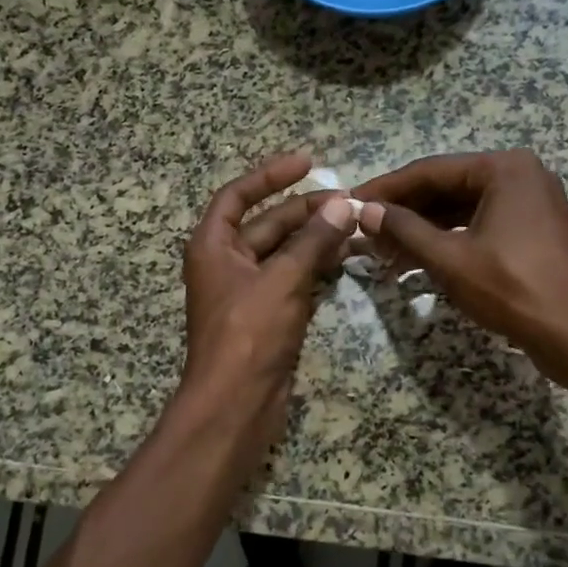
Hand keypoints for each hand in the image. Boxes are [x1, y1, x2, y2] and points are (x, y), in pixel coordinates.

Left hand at [176, 152, 357, 458]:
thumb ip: (312, 241)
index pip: (237, 196)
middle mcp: (227, 264)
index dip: (270, 175)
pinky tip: (345, 259)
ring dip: (315, 239)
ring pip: (284, 253)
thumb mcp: (282, 280)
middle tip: (348, 203)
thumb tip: (342, 206)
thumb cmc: (249, 334)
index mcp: (213, 246)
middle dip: (305, 211)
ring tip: (354, 227)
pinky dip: (315, 268)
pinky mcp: (268, 316)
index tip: (308, 162)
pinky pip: (293, 280)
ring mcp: (248, 292)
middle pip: (267, 224)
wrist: (236, 403)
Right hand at [353, 149, 567, 392]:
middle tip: (365, 230)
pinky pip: (483, 225)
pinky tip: (421, 259)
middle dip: (405, 211)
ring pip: (464, 208)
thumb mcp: (450, 259)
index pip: (430, 171)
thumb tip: (365, 210)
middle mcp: (522, 175)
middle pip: (448, 187)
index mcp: (504, 169)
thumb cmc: (513, 290)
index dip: (386, 189)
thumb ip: (405, 230)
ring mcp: (533, 204)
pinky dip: (451, 239)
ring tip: (385, 251)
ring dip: (425, 229)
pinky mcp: (536, 232)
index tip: (351, 201)